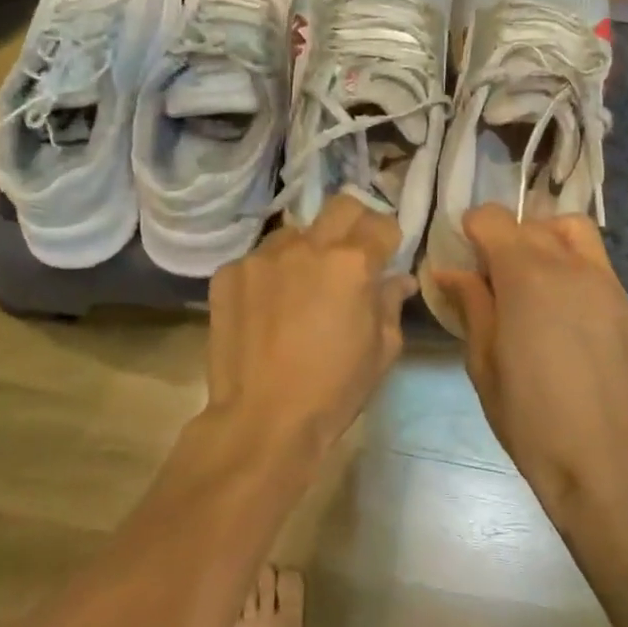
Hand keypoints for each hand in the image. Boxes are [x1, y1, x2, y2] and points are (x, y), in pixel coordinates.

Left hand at [206, 195, 415, 458]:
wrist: (262, 420)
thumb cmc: (334, 390)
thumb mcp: (381, 350)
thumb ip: (390, 303)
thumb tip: (398, 279)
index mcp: (352, 263)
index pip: (382, 224)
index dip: (389, 239)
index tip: (386, 256)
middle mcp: (308, 246)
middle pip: (341, 206)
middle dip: (355, 223)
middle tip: (351, 255)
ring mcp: (263, 256)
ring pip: (295, 232)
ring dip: (306, 249)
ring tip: (302, 284)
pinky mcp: (229, 273)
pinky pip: (259, 258)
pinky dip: (270, 273)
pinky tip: (268, 306)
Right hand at [432, 206, 627, 506]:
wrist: (606, 463)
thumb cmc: (529, 417)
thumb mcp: (483, 362)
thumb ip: (471, 304)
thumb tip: (451, 271)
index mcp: (526, 276)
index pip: (494, 218)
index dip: (474, 228)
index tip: (466, 254)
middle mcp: (570, 266)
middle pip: (534, 223)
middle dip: (508, 237)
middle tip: (495, 275)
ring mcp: (608, 284)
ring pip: (575, 233)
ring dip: (548, 241)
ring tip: (536, 280)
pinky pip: (598, 269)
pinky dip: (576, 273)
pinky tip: (568, 318)